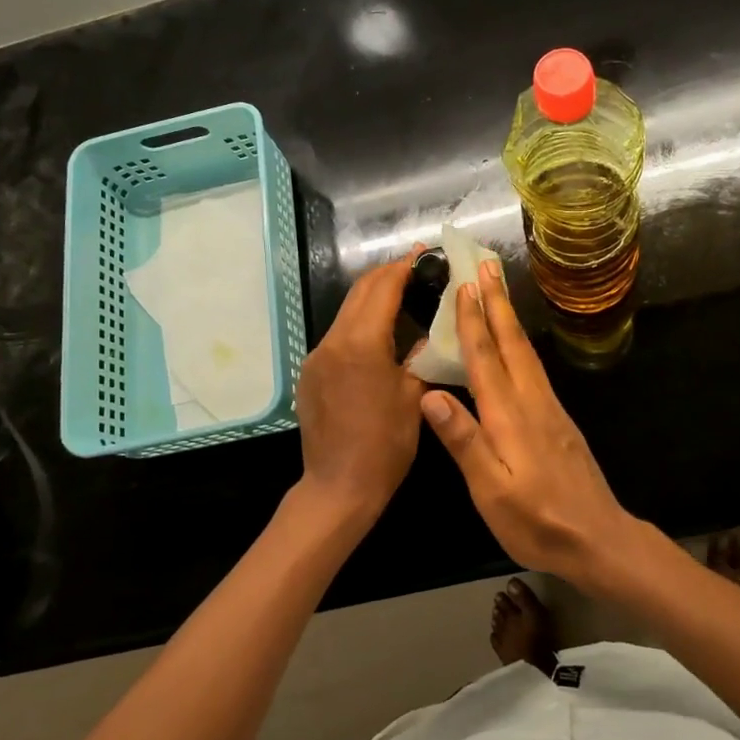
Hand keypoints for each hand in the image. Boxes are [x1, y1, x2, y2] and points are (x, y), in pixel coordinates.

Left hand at [294, 251, 426, 527]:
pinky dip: (359, 325)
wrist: (339, 486)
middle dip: (387, 275)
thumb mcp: (413, 395)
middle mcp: (333, 341)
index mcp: (362, 343)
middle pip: (360, 293)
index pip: (383, 288)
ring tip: (401, 296)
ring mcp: (317, 357)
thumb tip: (429, 333)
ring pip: (347, 313)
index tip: (423, 253)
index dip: (404, 266)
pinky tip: (378, 336)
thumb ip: (420, 355)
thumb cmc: (385, 444)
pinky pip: (337, 337)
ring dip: (372, 299)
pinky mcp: (310, 374)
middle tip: (415, 268)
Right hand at [420, 261, 640, 587]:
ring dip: (509, 318)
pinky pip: (534, 368)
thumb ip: (464, 441)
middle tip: (486, 265)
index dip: (472, 322)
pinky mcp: (559, 420)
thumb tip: (431, 395)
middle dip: (496, 303)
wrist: (598, 539)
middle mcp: (532, 402)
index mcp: (509, 416)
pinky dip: (520, 344)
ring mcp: (549, 409)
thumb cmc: (537, 521)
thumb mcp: (491, 490)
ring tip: (497, 292)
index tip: (463, 285)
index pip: (485, 359)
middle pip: (511, 343)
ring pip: (526, 352)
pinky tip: (516, 345)